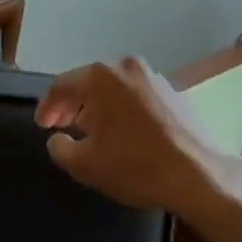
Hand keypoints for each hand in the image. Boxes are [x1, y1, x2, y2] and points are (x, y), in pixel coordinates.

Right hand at [35, 56, 225, 212]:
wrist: (199, 174)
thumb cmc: (136, 166)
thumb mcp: (85, 165)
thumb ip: (60, 147)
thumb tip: (57, 138)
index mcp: (100, 77)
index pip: (61, 85)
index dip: (47, 106)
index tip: (42, 125)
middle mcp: (125, 67)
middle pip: (88, 82)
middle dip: (72, 104)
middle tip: (61, 126)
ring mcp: (152, 76)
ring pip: (114, 87)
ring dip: (98, 105)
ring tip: (91, 130)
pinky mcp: (173, 90)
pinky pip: (136, 94)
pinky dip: (123, 108)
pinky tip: (124, 131)